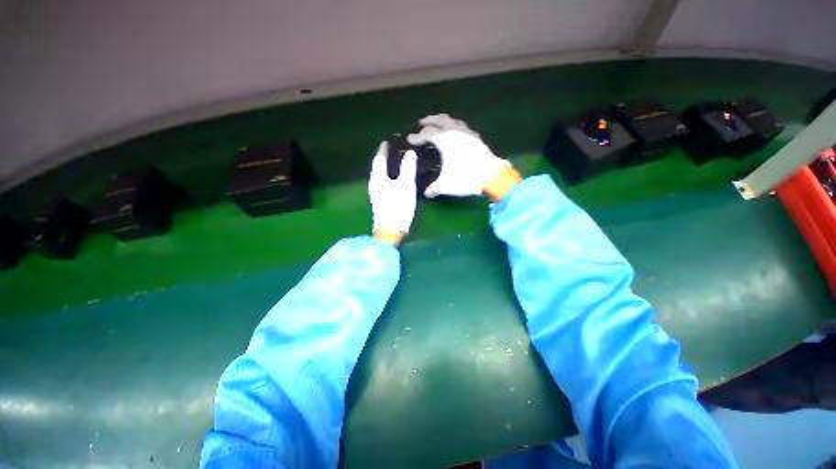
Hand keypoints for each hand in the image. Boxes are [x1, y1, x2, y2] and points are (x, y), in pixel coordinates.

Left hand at [369, 141, 417, 245]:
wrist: (391, 230)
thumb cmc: (398, 207)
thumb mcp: (406, 185)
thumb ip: (408, 168)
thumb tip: (409, 153)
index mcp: (378, 177)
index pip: (379, 158)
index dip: (384, 148)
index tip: (388, 140)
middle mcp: (374, 183)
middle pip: (378, 166)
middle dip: (385, 156)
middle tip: (395, 148)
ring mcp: (376, 193)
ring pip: (381, 174)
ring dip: (387, 166)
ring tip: (397, 161)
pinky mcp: (381, 200)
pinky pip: (384, 182)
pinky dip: (389, 176)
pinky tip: (396, 177)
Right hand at [407, 114, 510, 197]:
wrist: (491, 176)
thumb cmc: (465, 178)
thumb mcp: (445, 185)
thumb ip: (434, 188)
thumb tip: (427, 194)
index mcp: (445, 140)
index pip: (427, 134)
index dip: (417, 137)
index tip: (409, 139)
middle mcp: (455, 132)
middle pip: (440, 120)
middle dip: (429, 120)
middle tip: (421, 123)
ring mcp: (467, 133)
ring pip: (453, 121)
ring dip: (443, 121)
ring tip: (438, 125)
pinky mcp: (476, 138)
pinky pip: (463, 127)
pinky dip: (456, 127)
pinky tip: (457, 134)